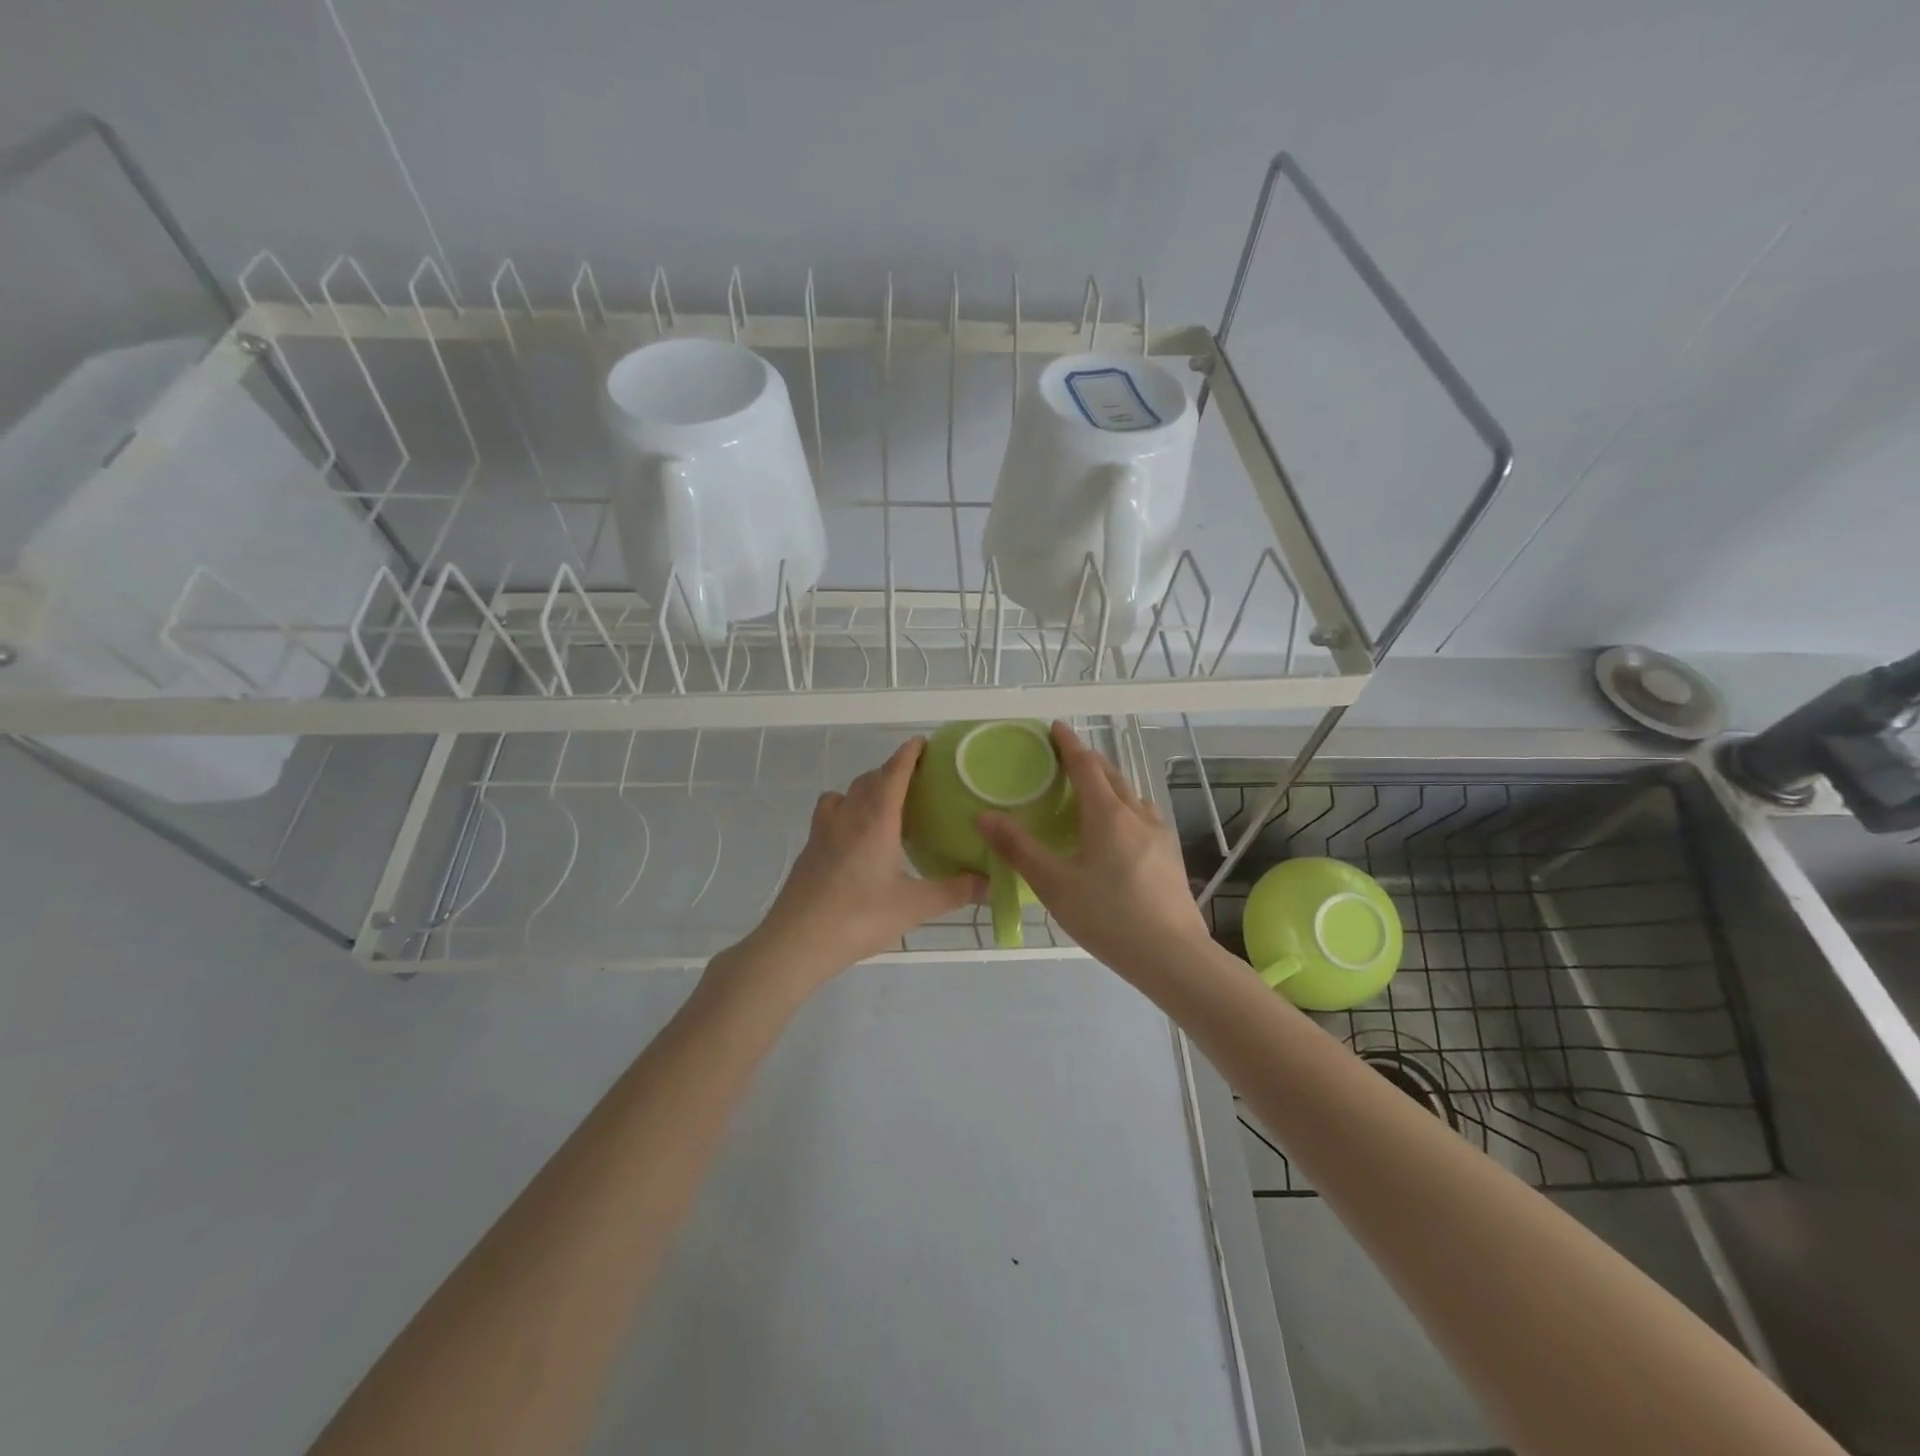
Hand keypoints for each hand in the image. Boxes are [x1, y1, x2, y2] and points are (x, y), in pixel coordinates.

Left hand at [738, 738, 983, 988]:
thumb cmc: (859, 917)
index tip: (923, 743)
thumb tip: (991, 882)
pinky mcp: (809, 849)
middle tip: (916, 781)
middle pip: (870, 779)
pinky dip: (846, 811)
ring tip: (885, 807)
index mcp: (876, 819)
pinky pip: (830, 814)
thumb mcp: (915, 906)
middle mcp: (848, 815)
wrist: (797, 941)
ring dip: (865, 789)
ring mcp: (823, 831)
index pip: (894, 772)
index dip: (909, 754)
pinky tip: (856, 838)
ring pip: (845, 794)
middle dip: (892, 772)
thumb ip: (955, 891)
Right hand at [977, 721, 1208, 978]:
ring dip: (1110, 784)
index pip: (1086, 765)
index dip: (1069, 744)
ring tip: (1091, 792)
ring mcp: (1160, 834)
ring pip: (1132, 795)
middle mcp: (1137, 815)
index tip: (1055, 727)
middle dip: (1089, 761)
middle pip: (1112, 775)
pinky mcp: (1170, 856)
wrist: (1172, 956)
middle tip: (1066, 758)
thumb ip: (1018, 849)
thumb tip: (984, 815)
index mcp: (1108, 815)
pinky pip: (1144, 815)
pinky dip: (1125, 807)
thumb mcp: (1054, 885)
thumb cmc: (1108, 917)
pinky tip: (1120, 830)